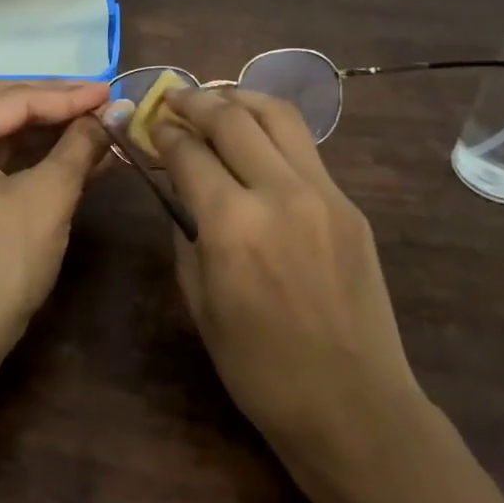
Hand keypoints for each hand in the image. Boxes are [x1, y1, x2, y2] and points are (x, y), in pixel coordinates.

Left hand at [0, 78, 111, 348]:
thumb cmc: (1, 263)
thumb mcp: (48, 198)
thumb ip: (79, 146)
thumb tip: (113, 113)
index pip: (14, 100)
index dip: (68, 96)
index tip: (112, 92)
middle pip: (2, 106)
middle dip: (55, 102)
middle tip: (102, 98)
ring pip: (2, 132)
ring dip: (49, 129)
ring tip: (97, 122)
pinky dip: (35, 156)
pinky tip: (77, 153)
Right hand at [152, 87, 422, 462]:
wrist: (352, 405)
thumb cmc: (258, 367)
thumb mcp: (199, 300)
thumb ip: (185, 231)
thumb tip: (178, 186)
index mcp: (232, 225)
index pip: (189, 152)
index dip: (164, 132)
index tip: (150, 123)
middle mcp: (279, 194)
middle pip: (232, 118)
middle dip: (196, 100)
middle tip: (174, 97)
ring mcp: (324, 194)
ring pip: (278, 116)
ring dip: (240, 98)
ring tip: (217, 100)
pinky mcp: (350, 205)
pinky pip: (305, 149)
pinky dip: (272, 132)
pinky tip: (256, 142)